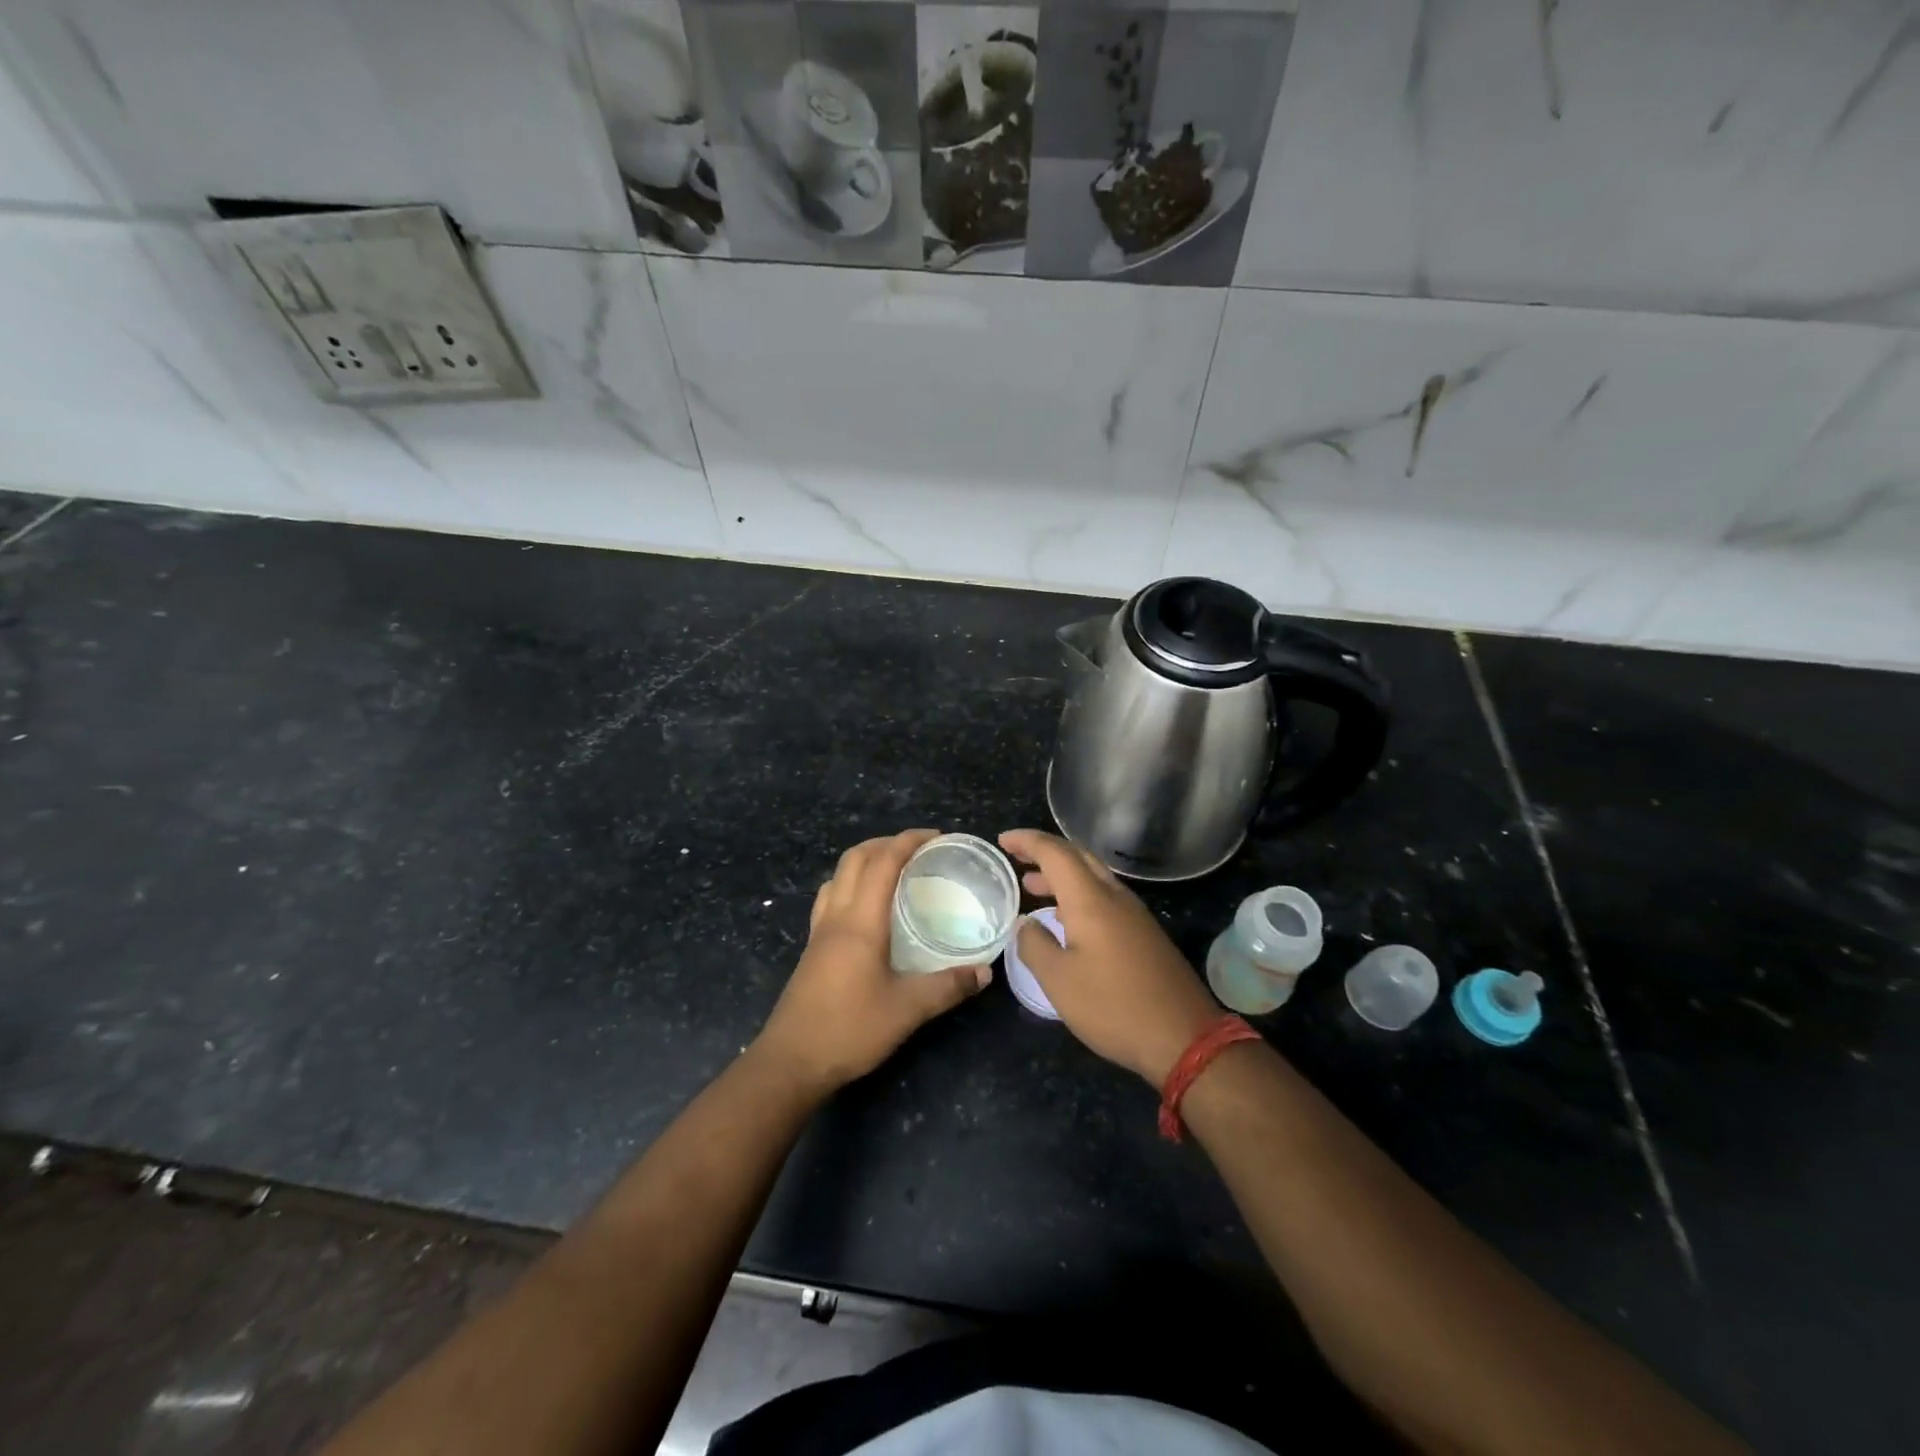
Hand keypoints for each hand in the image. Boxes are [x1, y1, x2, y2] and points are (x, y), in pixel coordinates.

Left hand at [755, 829, 989, 1095]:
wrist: (791, 1061)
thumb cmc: (849, 1029)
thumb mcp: (907, 1010)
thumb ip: (947, 987)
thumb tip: (984, 973)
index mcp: (860, 921)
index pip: (883, 862)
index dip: (909, 841)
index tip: (937, 836)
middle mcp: (837, 916)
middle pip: (855, 858)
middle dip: (886, 842)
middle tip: (918, 850)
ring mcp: (819, 931)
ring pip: (838, 875)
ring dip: (865, 860)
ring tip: (893, 871)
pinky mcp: (812, 949)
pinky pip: (831, 898)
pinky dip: (851, 885)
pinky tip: (867, 908)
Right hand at [999, 829, 1219, 1086]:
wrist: (1184, 1037)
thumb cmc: (1114, 1006)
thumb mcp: (1059, 981)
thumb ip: (1034, 945)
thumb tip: (1025, 925)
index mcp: (1090, 900)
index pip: (1054, 852)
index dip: (1027, 841)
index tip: (1002, 841)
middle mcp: (1114, 896)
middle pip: (1077, 856)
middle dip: (1044, 852)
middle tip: (1016, 857)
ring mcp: (1134, 914)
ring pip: (1093, 876)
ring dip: (1061, 875)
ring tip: (1032, 886)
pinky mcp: (1144, 933)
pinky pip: (1104, 896)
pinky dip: (1077, 894)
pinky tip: (1065, 918)